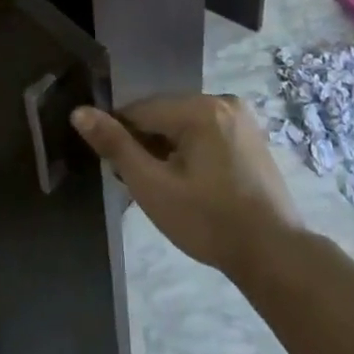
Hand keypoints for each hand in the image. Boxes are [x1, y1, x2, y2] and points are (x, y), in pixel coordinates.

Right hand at [70, 94, 299, 280]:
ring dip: (169, 148)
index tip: (120, 173)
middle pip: (165, 114)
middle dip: (148, 144)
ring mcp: (241, 117)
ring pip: (185, 124)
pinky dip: (192, 150)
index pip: (141, 110)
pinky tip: (193, 183)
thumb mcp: (153, 187)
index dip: (123, 138)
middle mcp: (222, 100)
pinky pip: (207, 132)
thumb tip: (80, 112)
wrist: (273, 253)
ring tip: (169, 189)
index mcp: (199, 107)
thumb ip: (116, 147)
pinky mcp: (251, 135)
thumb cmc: (208, 221)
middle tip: (145, 186)